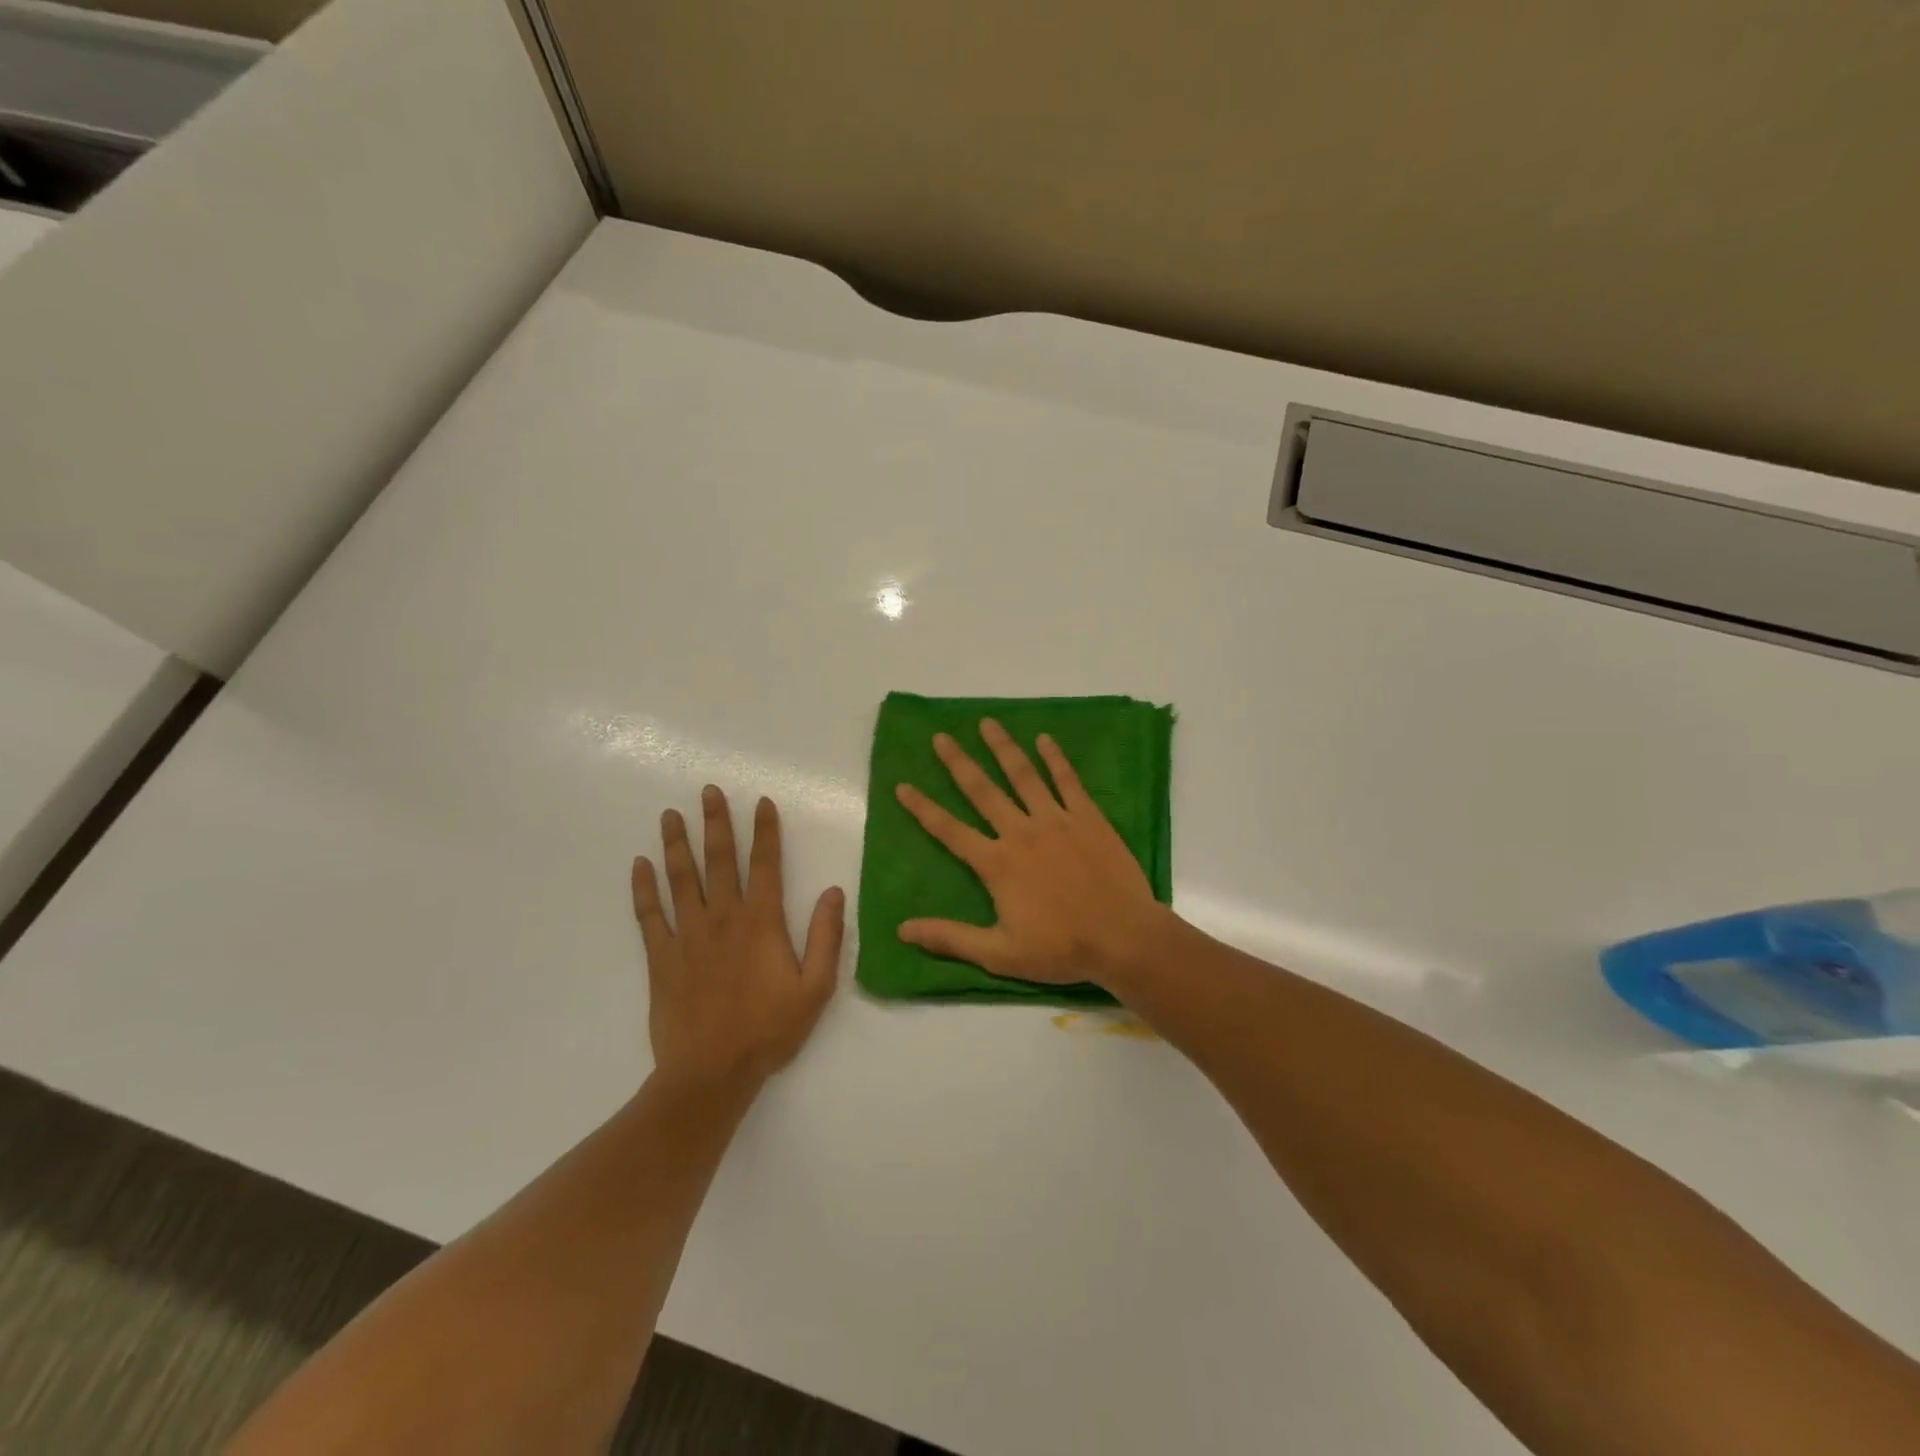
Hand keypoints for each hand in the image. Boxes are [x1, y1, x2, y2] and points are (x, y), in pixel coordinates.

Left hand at [632, 787, 843, 1090]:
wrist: (711, 1073)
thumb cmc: (769, 1030)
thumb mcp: (816, 988)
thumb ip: (827, 937)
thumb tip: (833, 892)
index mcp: (762, 922)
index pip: (765, 864)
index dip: (765, 831)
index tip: (762, 802)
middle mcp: (723, 917)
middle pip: (719, 860)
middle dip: (716, 822)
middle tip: (708, 791)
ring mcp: (688, 935)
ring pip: (681, 878)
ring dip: (676, 843)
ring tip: (671, 814)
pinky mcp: (661, 957)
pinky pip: (649, 914)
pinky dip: (643, 888)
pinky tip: (639, 865)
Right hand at [893, 720, 1175, 987]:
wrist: (1123, 937)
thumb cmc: (1061, 949)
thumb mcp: (999, 953)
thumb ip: (950, 937)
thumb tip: (902, 929)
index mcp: (997, 863)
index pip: (949, 830)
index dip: (923, 808)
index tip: (902, 785)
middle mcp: (1021, 832)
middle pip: (983, 791)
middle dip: (958, 763)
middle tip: (941, 737)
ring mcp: (1056, 820)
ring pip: (1023, 776)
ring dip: (1003, 748)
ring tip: (987, 723)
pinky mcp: (1087, 817)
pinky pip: (1067, 780)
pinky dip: (1055, 758)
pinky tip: (1044, 739)